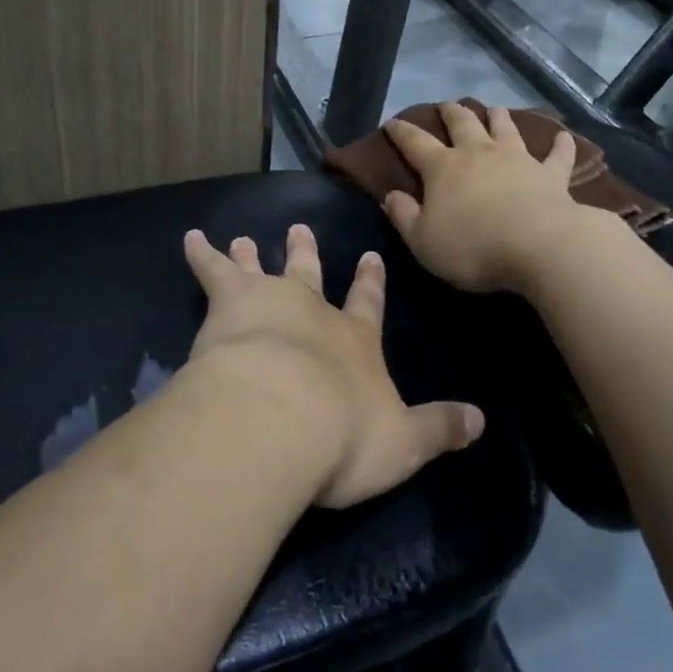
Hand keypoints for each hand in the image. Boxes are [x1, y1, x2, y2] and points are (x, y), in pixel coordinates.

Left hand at [183, 224, 483, 508]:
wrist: (281, 416)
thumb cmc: (343, 435)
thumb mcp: (404, 442)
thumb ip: (439, 429)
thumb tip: (482, 421)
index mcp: (354, 340)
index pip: (368, 304)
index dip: (370, 282)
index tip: (371, 257)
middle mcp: (314, 310)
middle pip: (309, 274)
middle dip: (306, 253)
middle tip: (299, 229)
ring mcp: (271, 299)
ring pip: (262, 268)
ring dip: (253, 254)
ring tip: (243, 238)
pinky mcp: (230, 301)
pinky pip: (211, 270)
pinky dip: (201, 254)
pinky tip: (189, 238)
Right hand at [383, 102, 589, 293]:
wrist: (539, 247)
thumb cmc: (473, 247)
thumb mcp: (423, 241)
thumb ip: (404, 216)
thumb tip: (390, 195)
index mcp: (443, 168)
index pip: (414, 143)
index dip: (401, 132)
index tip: (392, 122)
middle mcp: (478, 153)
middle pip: (462, 123)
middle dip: (451, 112)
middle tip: (446, 105)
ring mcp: (517, 159)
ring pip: (505, 129)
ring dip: (498, 117)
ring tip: (495, 109)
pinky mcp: (551, 174)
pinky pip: (557, 155)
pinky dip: (560, 145)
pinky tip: (564, 136)